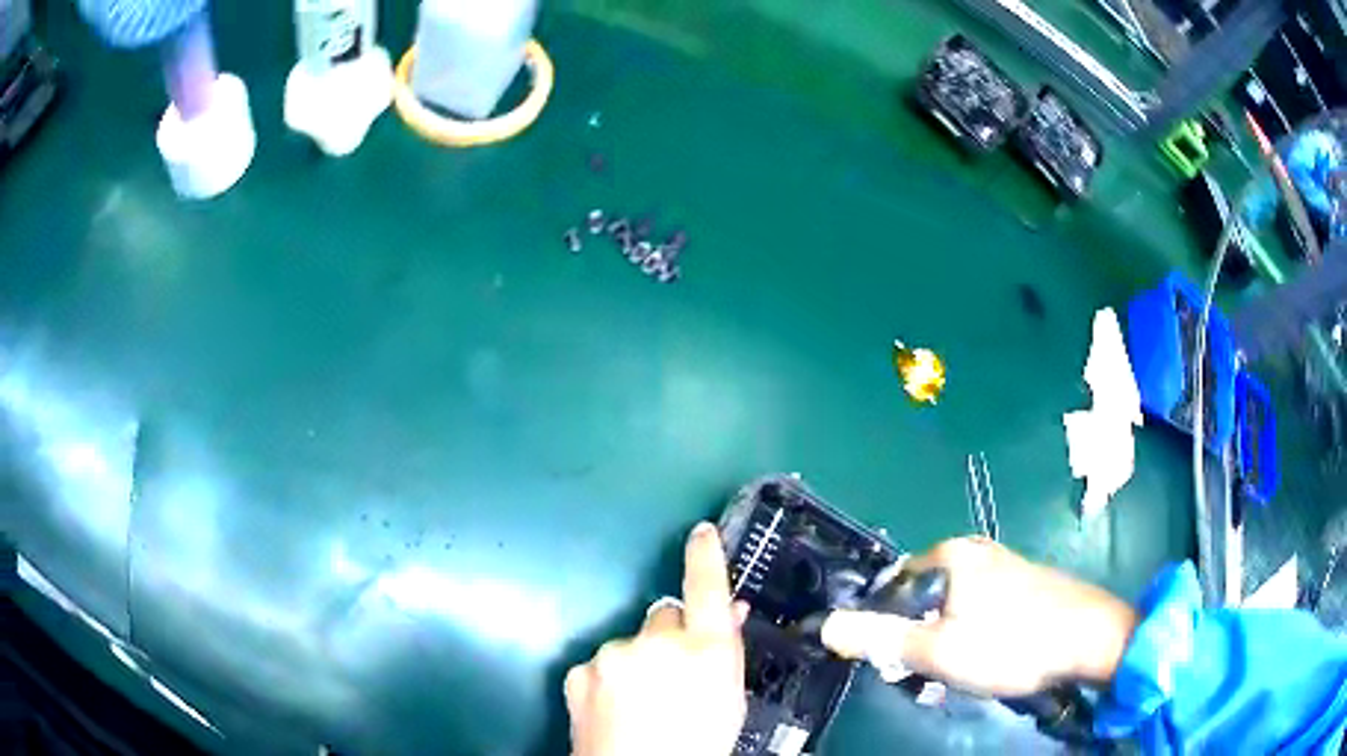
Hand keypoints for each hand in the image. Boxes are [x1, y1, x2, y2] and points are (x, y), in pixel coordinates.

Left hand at [565, 523, 748, 755]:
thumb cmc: (700, 745)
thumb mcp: (729, 700)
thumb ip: (727, 652)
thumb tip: (729, 614)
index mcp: (708, 649)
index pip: (707, 587)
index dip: (706, 556)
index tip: (701, 532)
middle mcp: (658, 641)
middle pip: (664, 616)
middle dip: (670, 636)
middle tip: (672, 676)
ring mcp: (614, 654)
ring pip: (631, 644)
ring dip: (637, 662)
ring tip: (640, 704)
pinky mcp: (580, 669)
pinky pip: (601, 664)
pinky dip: (608, 679)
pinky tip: (612, 709)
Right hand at [822, 537, 1136, 697]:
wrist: (1090, 638)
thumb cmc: (1011, 644)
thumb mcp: (937, 651)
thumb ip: (880, 638)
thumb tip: (823, 625)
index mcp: (949, 555)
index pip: (891, 587)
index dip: (884, 625)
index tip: (895, 659)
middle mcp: (973, 550)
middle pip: (921, 596)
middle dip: (917, 637)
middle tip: (929, 672)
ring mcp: (1002, 564)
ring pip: (950, 606)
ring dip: (943, 640)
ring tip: (959, 672)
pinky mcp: (1022, 581)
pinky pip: (977, 608)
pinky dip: (970, 633)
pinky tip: (987, 657)